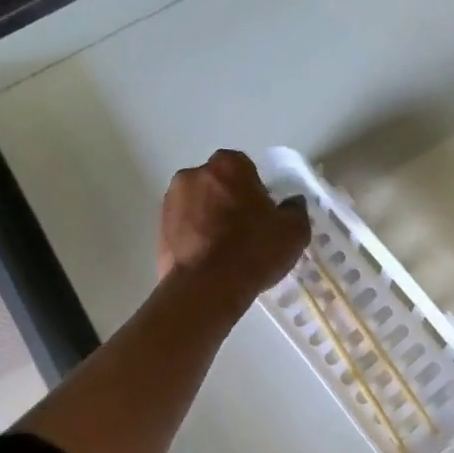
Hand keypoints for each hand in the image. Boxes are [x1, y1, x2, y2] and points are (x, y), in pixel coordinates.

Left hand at [157, 150, 310, 304]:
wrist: (207, 288)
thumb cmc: (254, 250)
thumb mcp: (294, 231)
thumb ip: (295, 210)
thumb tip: (291, 203)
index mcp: (227, 165)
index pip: (245, 168)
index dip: (255, 191)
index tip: (262, 214)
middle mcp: (193, 174)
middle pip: (217, 184)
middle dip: (228, 201)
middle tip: (245, 231)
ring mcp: (170, 201)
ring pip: (198, 205)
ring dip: (209, 218)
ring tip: (225, 249)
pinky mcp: (158, 229)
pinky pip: (183, 227)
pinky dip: (195, 237)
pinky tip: (209, 260)